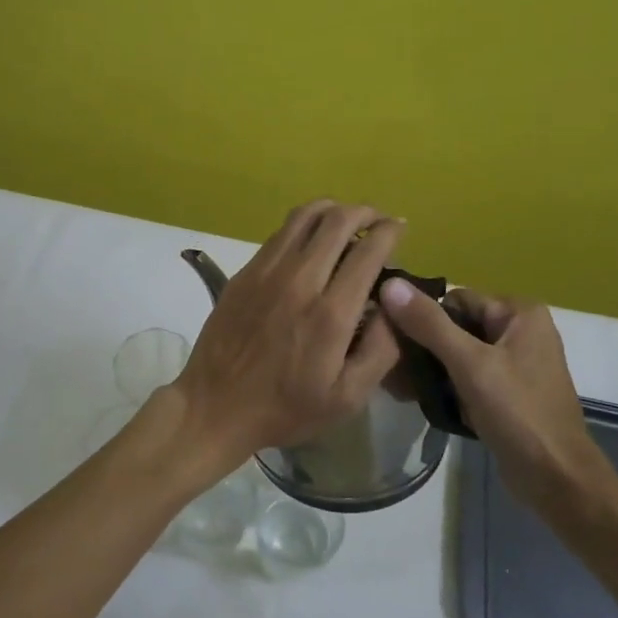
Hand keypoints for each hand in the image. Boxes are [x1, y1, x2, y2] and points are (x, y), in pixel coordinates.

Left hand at [165, 201, 404, 484]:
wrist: (216, 406)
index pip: (369, 251)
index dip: (391, 231)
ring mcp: (267, 271)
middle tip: (379, 219)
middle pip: (337, 221)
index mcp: (331, 313)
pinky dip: (303, 225)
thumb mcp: (348, 398)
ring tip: (347, 219)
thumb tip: (394, 308)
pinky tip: (310, 240)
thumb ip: (381, 350)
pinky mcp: (244, 272)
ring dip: (333, 209)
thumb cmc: (286, 408)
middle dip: (366, 212)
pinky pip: (279, 233)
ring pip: (304, 216)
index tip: (401, 227)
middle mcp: (300, 280)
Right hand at [377, 281, 616, 519]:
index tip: (392, 340)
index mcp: (519, 313)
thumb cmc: (518, 414)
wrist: (557, 481)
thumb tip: (389, 284)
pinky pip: (467, 377)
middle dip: (423, 346)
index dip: (422, 317)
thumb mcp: (470, 364)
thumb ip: (429, 324)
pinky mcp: (507, 392)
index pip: (454, 300)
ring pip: (457, 353)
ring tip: (399, 386)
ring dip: (430, 369)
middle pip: (455, 326)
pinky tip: (419, 399)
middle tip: (391, 367)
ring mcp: (514, 363)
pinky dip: (445, 386)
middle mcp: (519, 330)